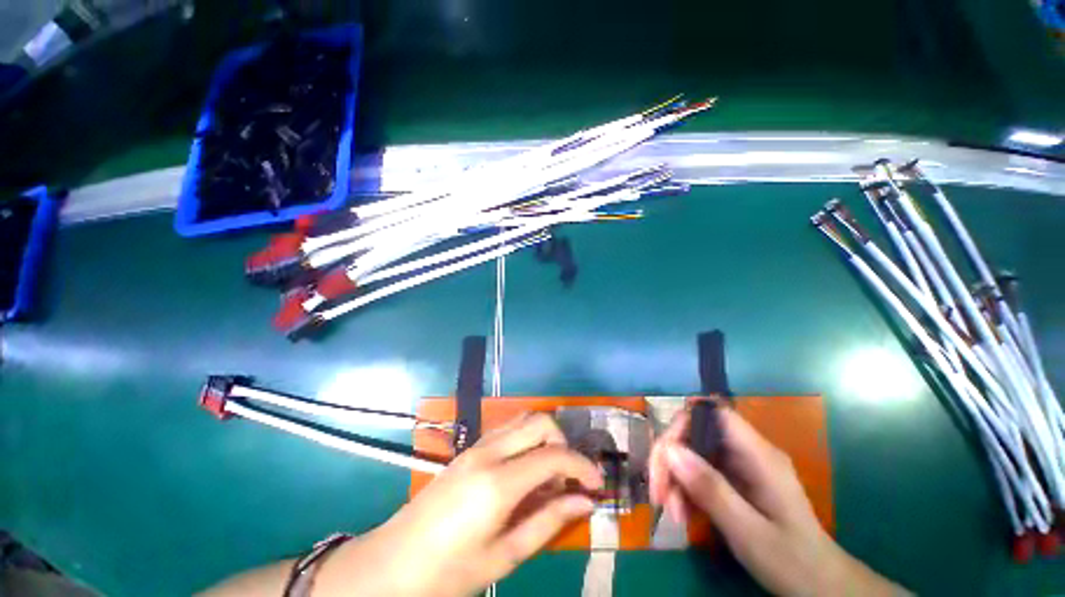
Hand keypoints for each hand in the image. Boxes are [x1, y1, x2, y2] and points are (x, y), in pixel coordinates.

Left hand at [316, 413, 603, 596]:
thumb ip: (548, 522)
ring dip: (545, 436)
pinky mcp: (470, 448)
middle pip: (539, 421)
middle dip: (564, 441)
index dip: (582, 466)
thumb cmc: (448, 572)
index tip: (597, 483)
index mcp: (498, 483)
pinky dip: (527, 438)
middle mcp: (489, 452)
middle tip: (570, 475)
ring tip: (551, 472)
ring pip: (523, 418)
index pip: (553, 455)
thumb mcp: (504, 557)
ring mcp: (477, 446)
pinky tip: (526, 469)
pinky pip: (508, 429)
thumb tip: (586, 502)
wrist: (392, 563)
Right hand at [649, 403, 906, 596]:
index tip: (664, 455)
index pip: (712, 413)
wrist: (820, 586)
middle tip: (659, 495)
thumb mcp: (749, 531)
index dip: (683, 423)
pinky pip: (699, 471)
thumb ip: (711, 489)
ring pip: (692, 452)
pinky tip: (683, 514)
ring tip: (673, 513)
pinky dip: (685, 489)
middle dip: (671, 459)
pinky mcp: (734, 479)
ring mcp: (739, 464)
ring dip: (675, 478)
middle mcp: (746, 451)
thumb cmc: (792, 562)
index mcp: (758, 454)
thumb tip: (670, 450)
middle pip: (695, 433)